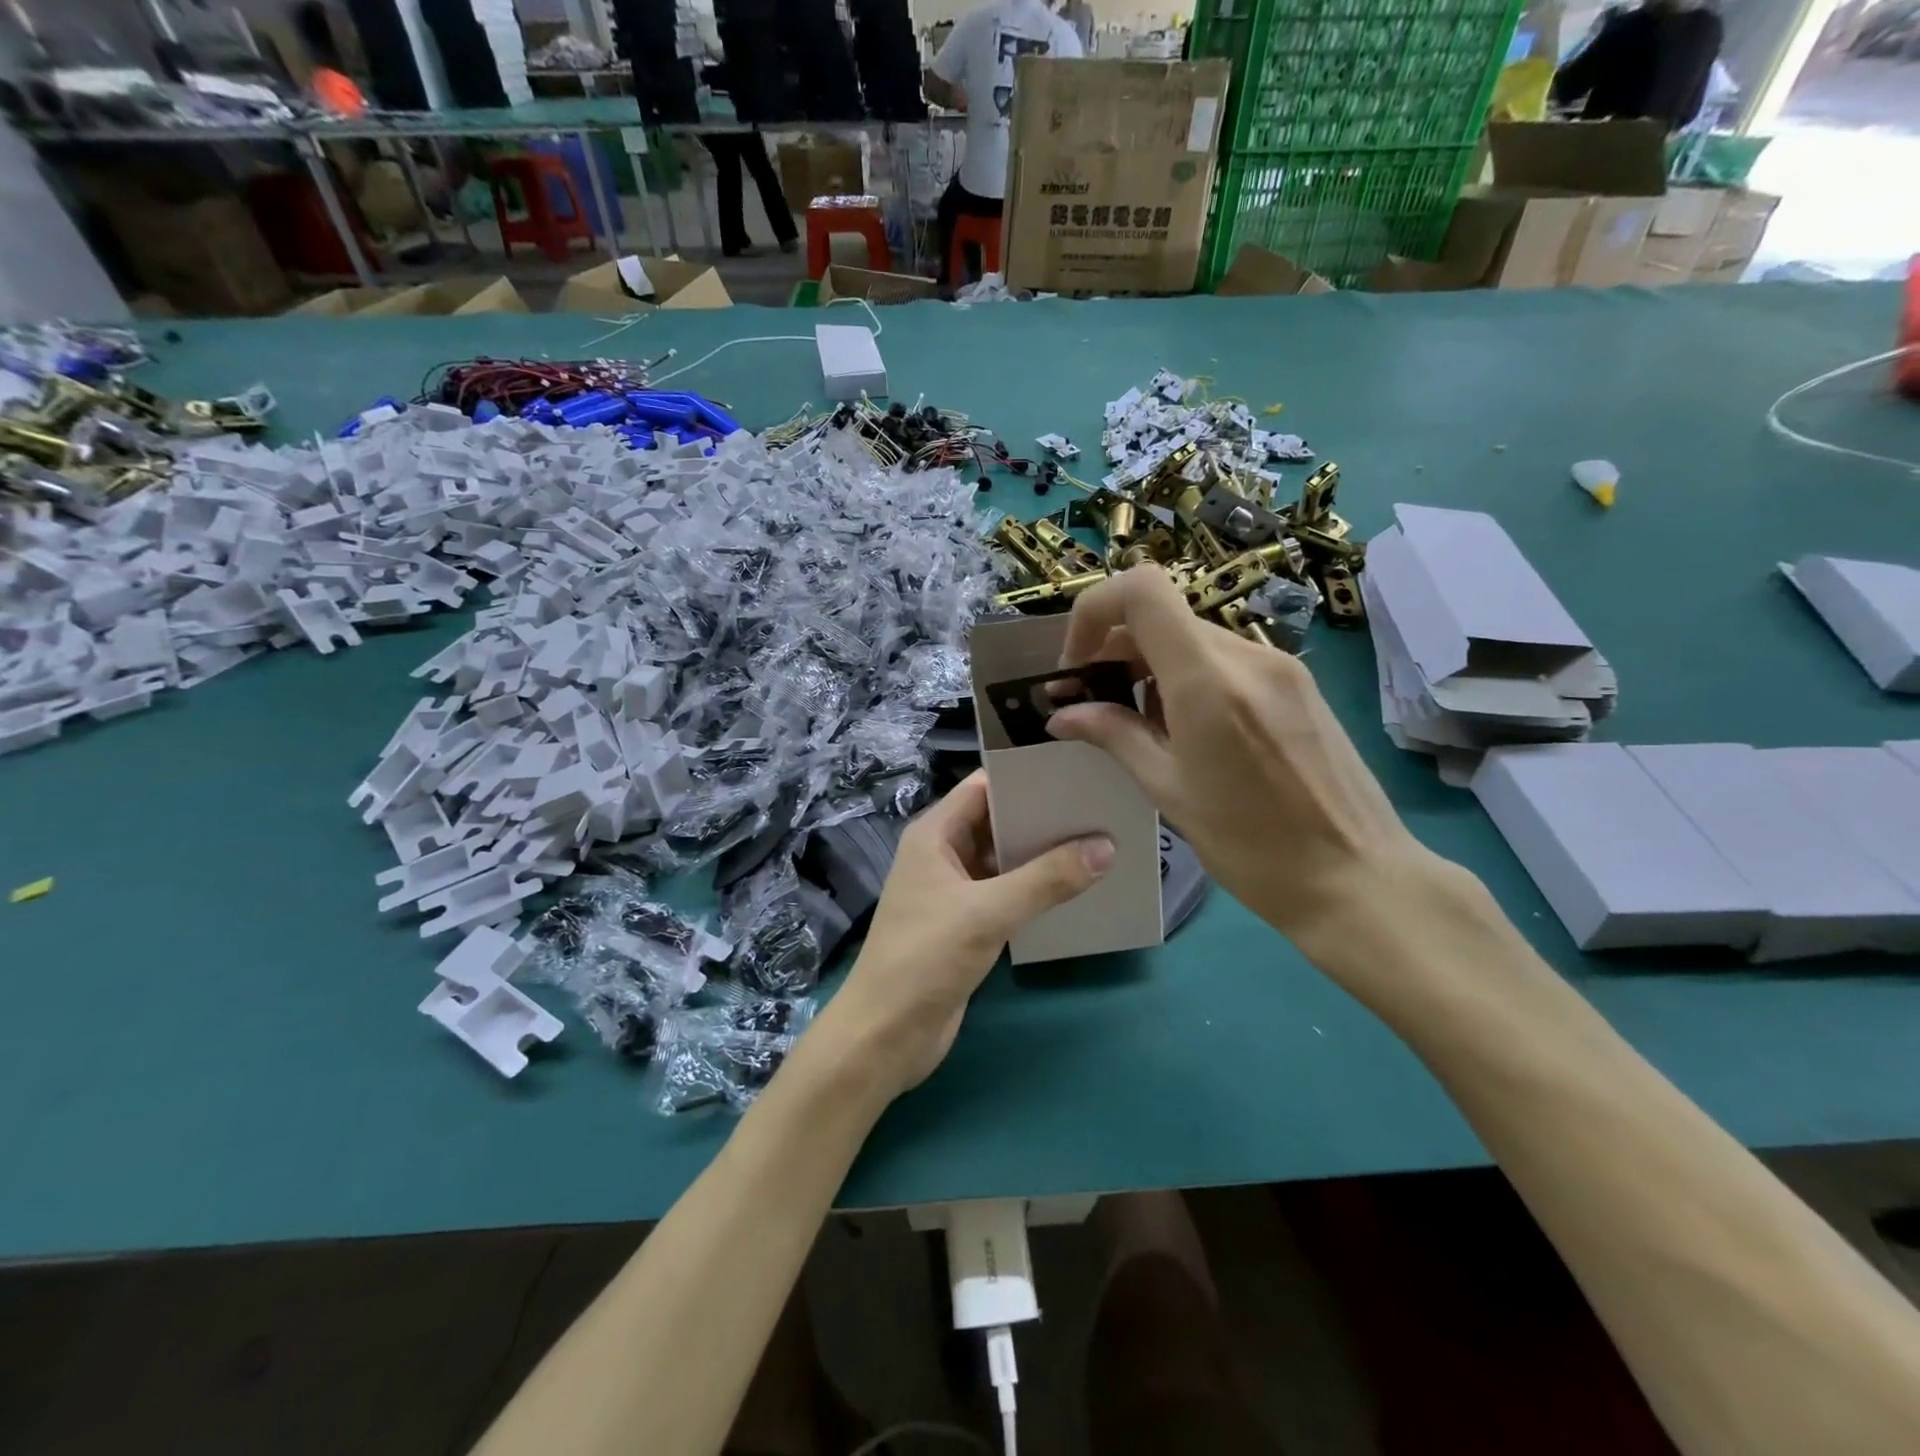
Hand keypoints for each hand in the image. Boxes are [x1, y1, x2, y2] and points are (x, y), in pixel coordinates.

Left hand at [811, 772, 1111, 1102]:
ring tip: (1099, 844)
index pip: (983, 787)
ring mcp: (954, 891)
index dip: (1025, 778)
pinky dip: (1036, 890)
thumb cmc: (925, 957)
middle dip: (1042, 818)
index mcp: (934, 835)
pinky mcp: (966, 924)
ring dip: (1043, 856)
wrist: (886, 1034)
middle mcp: (943, 855)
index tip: (1076, 775)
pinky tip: (1076, 890)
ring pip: (1005, 861)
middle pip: (997, 822)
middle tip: (1100, 810)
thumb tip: (1106, 846)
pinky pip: (1007, 894)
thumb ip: (1046, 880)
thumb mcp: (987, 912)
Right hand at [1045, 565, 1447, 954]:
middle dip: (1114, 648)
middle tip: (1092, 700)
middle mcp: (1246, 655)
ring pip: (1192, 637)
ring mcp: (1278, 665)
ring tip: (1137, 722)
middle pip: (1163, 615)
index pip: (1142, 590)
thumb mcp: (1169, 791)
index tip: (1077, 662)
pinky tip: (1186, 729)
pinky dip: (1187, 676)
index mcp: (1208, 680)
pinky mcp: (1296, 683)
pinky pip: (1225, 659)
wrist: (1357, 875)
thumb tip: (1063, 714)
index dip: (1094, 610)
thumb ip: (1114, 736)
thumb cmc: (1252, 846)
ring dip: (1150, 665)